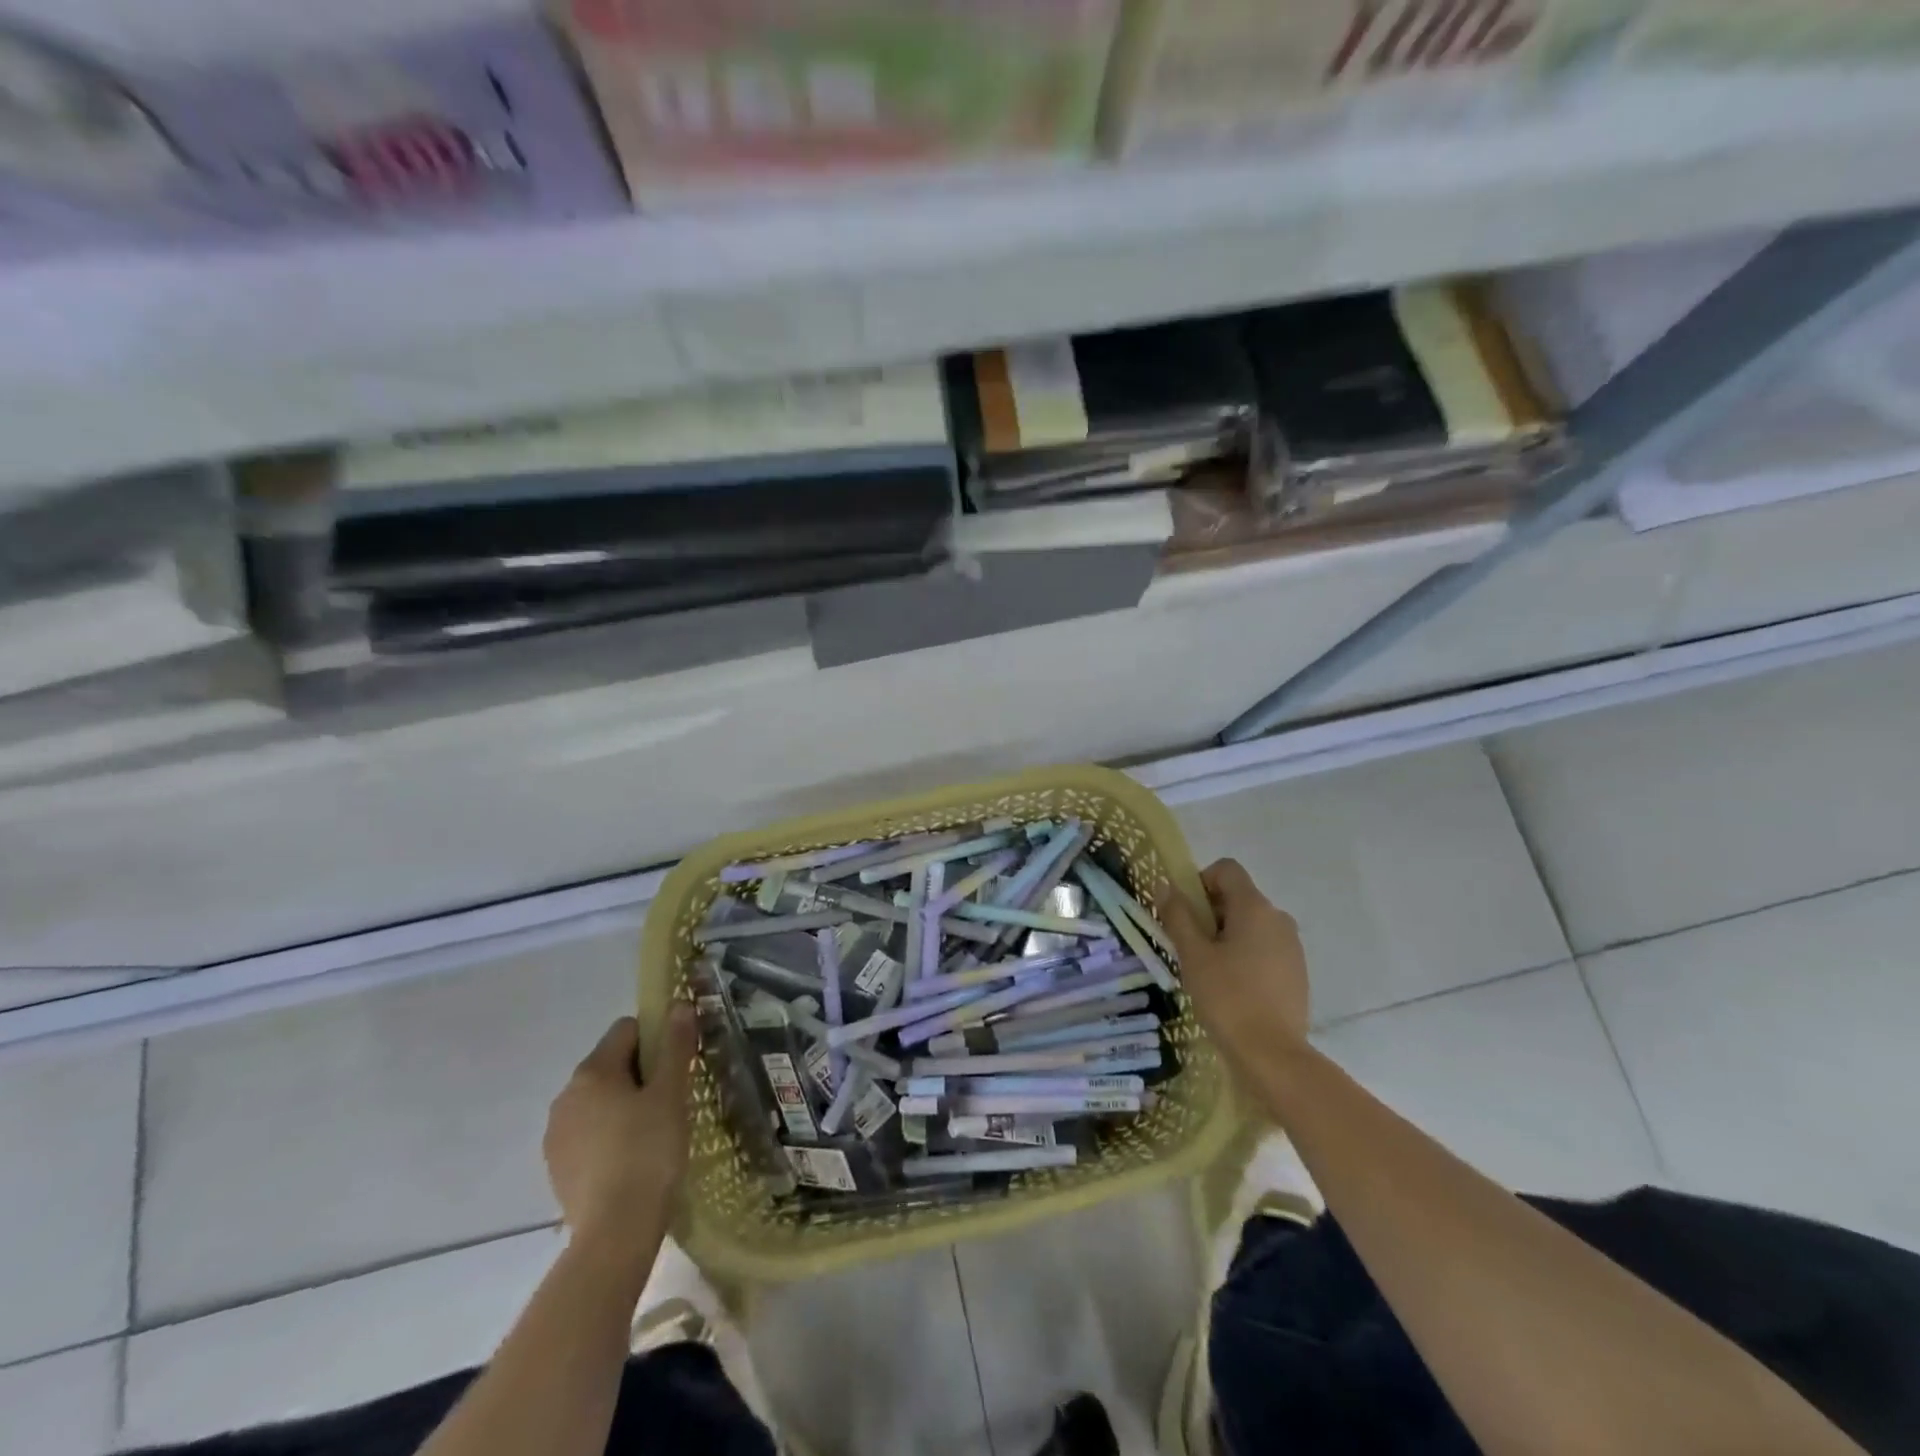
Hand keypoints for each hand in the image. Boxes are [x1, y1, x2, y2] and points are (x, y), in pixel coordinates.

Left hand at [544, 1008, 695, 1249]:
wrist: (615, 1233)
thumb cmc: (649, 1151)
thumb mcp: (671, 1094)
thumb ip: (674, 1045)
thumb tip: (678, 1004)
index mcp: (592, 1071)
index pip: (627, 1029)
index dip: (657, 1038)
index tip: (678, 1064)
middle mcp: (565, 1096)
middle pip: (611, 1064)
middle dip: (642, 1073)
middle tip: (673, 1099)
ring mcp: (557, 1134)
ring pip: (599, 1100)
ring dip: (624, 1105)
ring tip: (655, 1131)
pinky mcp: (557, 1167)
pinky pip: (589, 1133)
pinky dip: (610, 1135)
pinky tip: (632, 1159)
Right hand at [1164, 859, 1310, 1075]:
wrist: (1273, 1055)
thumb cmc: (1227, 997)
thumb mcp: (1193, 954)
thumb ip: (1177, 915)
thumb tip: (1164, 884)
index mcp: (1255, 907)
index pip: (1226, 869)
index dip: (1200, 881)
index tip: (1186, 913)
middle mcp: (1278, 918)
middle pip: (1238, 896)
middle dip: (1210, 913)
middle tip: (1190, 947)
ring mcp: (1292, 946)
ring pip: (1251, 924)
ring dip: (1227, 935)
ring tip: (1209, 971)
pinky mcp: (1297, 971)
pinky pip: (1265, 947)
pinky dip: (1245, 955)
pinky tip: (1232, 987)